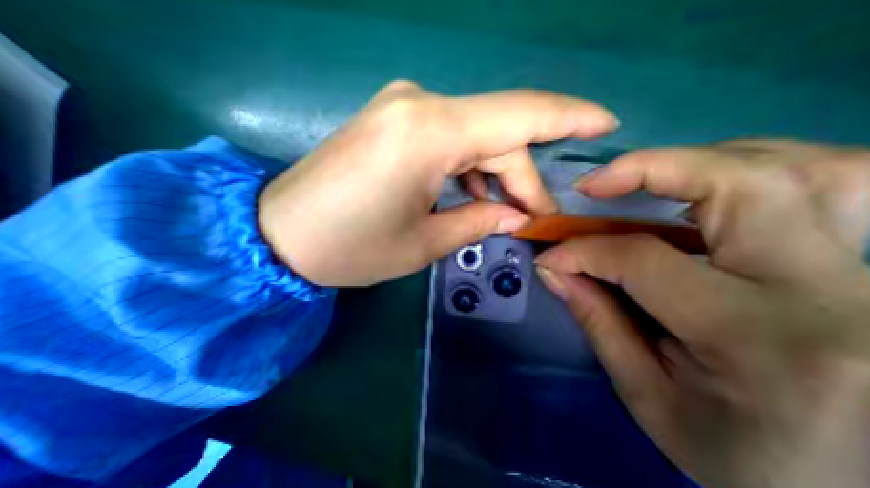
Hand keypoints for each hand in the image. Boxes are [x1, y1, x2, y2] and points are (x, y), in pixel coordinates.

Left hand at [257, 81, 617, 284]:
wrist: (281, 235)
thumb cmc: (351, 247)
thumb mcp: (423, 243)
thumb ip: (478, 221)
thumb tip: (516, 215)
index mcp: (430, 132)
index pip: (521, 114)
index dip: (569, 118)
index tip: (605, 127)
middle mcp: (418, 105)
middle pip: (497, 134)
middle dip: (521, 176)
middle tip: (533, 216)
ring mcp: (401, 110)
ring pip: (473, 137)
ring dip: (494, 174)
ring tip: (502, 212)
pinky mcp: (390, 124)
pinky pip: (447, 139)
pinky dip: (467, 167)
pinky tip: (467, 195)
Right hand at [534, 139, 869, 487]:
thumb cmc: (740, 458)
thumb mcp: (647, 396)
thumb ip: (596, 321)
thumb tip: (554, 270)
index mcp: (759, 339)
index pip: (643, 259)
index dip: (583, 251)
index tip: (550, 255)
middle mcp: (827, 291)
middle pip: (743, 183)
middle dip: (648, 169)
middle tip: (594, 185)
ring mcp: (865, 273)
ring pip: (799, 168)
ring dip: (703, 162)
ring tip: (648, 180)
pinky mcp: (868, 267)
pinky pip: (833, 184)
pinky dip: (757, 170)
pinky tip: (709, 190)